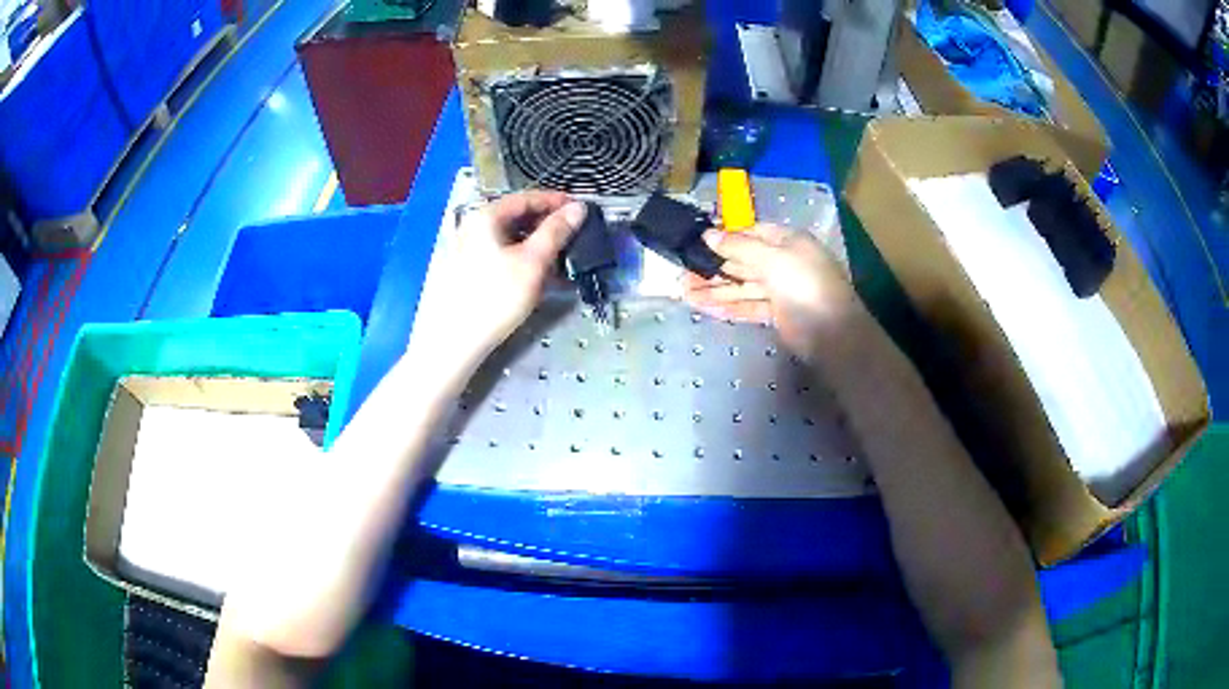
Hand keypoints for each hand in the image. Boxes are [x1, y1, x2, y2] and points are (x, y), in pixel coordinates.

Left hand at [408, 191, 586, 373]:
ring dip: (537, 246)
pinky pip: (500, 256)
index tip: (581, 209)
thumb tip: (578, 208)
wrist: (453, 341)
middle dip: (547, 226)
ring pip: (509, 239)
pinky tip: (538, 279)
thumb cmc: (494, 297)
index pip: (526, 198)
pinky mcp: (466, 272)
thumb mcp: (533, 262)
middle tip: (574, 237)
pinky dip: (522, 261)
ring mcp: (466, 250)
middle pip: (516, 218)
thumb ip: (556, 231)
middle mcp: (473, 227)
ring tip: (561, 261)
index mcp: (485, 217)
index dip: (556, 201)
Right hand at [682, 224, 866, 363]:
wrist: (833, 334)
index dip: (723, 237)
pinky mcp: (776, 314)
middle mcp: (783, 262)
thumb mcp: (772, 259)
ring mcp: (780, 290)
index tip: (695, 242)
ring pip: (742, 286)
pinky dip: (727, 306)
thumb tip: (708, 234)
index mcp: (787, 241)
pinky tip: (704, 307)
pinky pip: (747, 306)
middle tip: (682, 272)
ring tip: (684, 293)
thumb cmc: (805, 286)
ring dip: (715, 289)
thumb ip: (739, 246)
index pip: (750, 233)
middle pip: (743, 261)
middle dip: (713, 267)